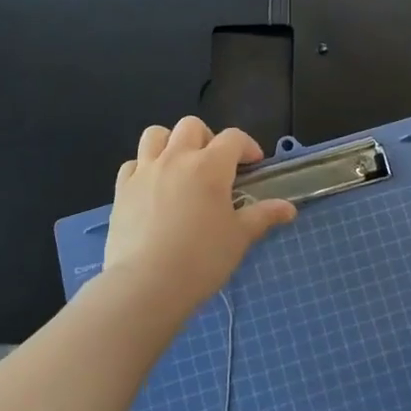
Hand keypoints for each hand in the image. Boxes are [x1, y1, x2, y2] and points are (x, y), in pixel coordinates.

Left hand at [98, 116, 296, 323]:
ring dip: (171, 142)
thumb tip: (288, 208)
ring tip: (180, 167)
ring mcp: (145, 171)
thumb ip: (263, 216)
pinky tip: (152, 188)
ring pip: (156, 134)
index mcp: (210, 166)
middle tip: (215, 166)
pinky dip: (144, 167)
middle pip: (191, 126)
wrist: (146, 284)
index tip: (253, 165)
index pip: (233, 138)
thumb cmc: (201, 259)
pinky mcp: (122, 189)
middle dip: (208, 138)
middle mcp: (176, 158)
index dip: (247, 146)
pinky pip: (132, 163)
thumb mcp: (239, 238)